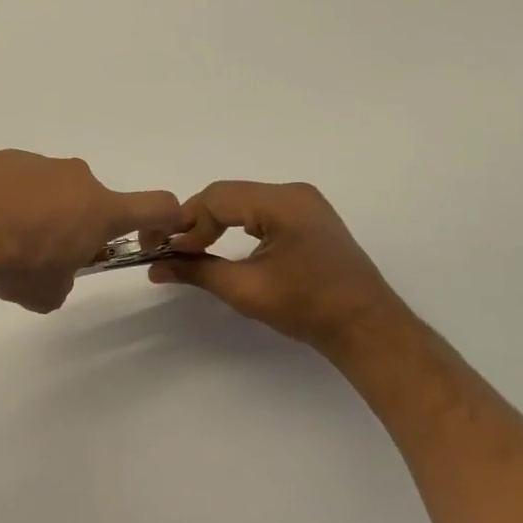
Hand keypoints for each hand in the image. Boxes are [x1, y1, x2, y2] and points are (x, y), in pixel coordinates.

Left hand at [0, 151, 184, 312]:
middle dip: (77, 224)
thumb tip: (54, 273)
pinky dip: (8, 197)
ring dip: (39, 210)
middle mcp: (75, 178)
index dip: (164, 221)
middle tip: (45, 253)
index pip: (156, 207)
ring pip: (50, 188)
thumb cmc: (16, 266)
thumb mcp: (50, 293)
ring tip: (4, 238)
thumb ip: (65, 280)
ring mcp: (37, 163)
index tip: (152, 235)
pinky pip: (16, 179)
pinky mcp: (1, 158)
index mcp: (99, 210)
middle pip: (90, 201)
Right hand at [149, 181, 419, 367]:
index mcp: (282, 202)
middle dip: (198, 222)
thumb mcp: (245, 290)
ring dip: (216, 223)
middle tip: (174, 249)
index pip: (217, 198)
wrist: (367, 329)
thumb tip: (156, 267)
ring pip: (243, 202)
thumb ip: (197, 271)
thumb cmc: (307, 308)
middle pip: (229, 195)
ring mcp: (304, 203)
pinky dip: (237, 224)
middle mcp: (293, 193)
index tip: (167, 250)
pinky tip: (225, 245)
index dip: (187, 222)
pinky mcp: (309, 218)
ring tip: (195, 250)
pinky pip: (261, 210)